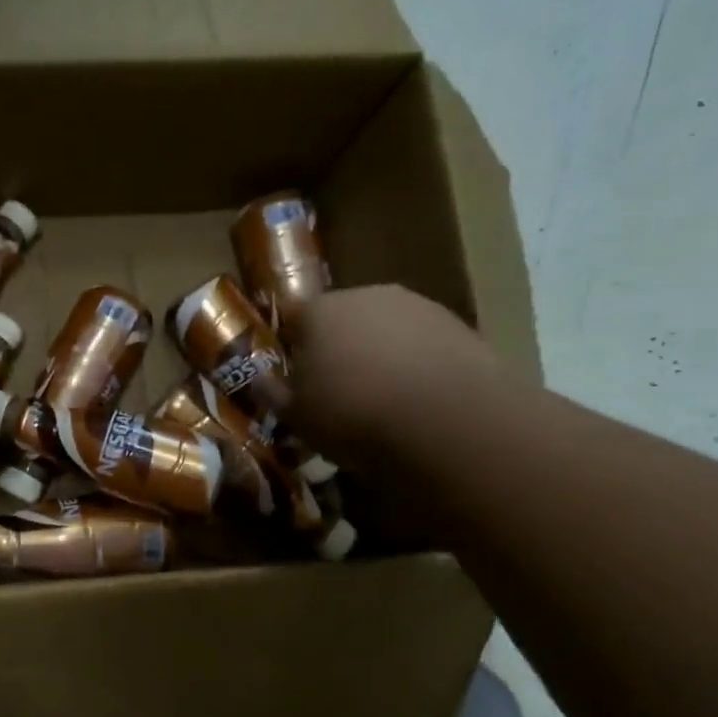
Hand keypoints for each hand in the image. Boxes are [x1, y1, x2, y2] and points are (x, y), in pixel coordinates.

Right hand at [285, 285, 504, 464]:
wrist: (444, 421)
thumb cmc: (351, 415)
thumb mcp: (294, 416)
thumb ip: (272, 392)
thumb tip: (258, 377)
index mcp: (318, 311)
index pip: (293, 320)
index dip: (293, 350)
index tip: (297, 381)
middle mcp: (365, 295)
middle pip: (342, 320)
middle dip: (338, 349)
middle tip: (339, 393)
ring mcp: (417, 306)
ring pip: (385, 330)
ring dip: (380, 355)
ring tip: (383, 401)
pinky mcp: (459, 325)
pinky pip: (423, 345)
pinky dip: (417, 365)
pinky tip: (418, 402)